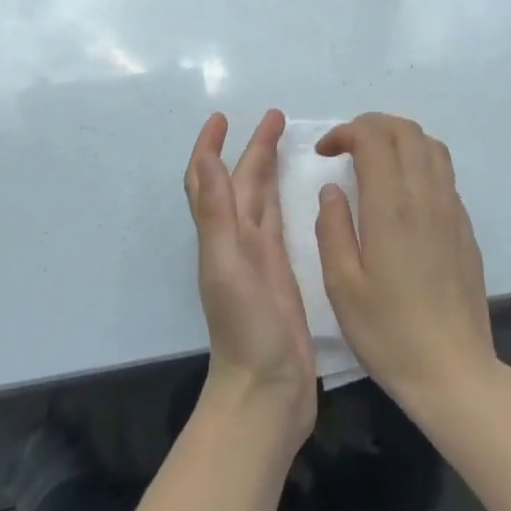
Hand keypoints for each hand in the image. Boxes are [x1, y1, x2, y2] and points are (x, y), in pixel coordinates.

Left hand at [184, 110, 316, 443]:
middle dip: (253, 149)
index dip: (210, 147)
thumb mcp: (227, 266)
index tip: (222, 117)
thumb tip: (207, 158)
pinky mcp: (282, 275)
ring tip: (288, 142)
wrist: (267, 392)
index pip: (209, 180)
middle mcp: (237, 242)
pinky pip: (280, 224)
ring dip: (268, 169)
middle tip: (276, 118)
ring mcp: (260, 259)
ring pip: (261, 201)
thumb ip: (216, 214)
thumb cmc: (247, 329)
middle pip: (241, 184)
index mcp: (222, 236)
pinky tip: (303, 195)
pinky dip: (285, 201)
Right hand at [314, 114, 497, 411]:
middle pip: (406, 131)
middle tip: (345, 149)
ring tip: (373, 163)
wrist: (452, 371)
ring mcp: (452, 211)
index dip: (346, 132)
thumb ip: (332, 228)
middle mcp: (426, 197)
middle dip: (371, 126)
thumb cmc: (387, 332)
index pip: (374, 137)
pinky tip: (401, 195)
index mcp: (391, 207)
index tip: (324, 153)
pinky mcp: (465, 229)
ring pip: (431, 147)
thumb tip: (332, 189)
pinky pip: (444, 174)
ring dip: (399, 140)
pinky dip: (419, 163)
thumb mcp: (341, 285)